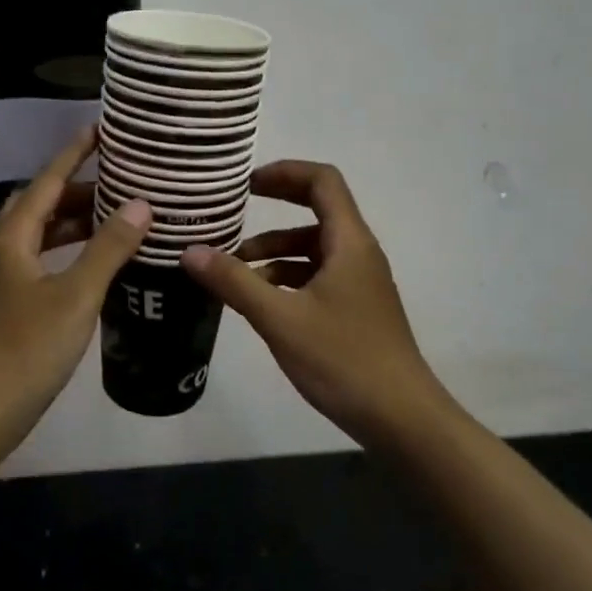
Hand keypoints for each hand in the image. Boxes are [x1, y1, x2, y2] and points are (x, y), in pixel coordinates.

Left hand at [0, 127, 150, 463]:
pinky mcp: (3, 310)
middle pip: (38, 207)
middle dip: (75, 190)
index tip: (99, 130)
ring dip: (71, 224)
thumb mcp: (76, 296)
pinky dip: (65, 254)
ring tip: (112, 220)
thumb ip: (108, 248)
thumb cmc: (26, 350)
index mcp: (10, 241)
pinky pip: (38, 264)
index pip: (45, 182)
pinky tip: (91, 269)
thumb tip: (140, 204)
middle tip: (116, 182)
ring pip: (37, 238)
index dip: (72, 154)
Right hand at [180, 161, 452, 445]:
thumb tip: (190, 251)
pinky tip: (260, 301)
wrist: (401, 418)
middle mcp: (358, 252)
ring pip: (314, 248)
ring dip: (276, 250)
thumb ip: (234, 282)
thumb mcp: (280, 319)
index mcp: (349, 242)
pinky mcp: (356, 308)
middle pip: (318, 210)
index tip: (246, 183)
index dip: (285, 172)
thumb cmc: (342, 359)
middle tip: (234, 211)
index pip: (322, 181)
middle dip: (275, 208)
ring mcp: (360, 282)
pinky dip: (288, 277)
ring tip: (234, 270)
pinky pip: (318, 275)